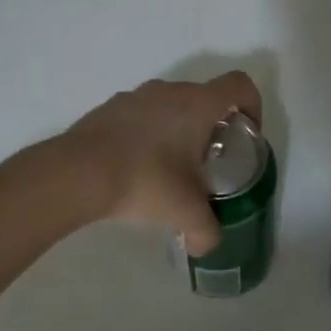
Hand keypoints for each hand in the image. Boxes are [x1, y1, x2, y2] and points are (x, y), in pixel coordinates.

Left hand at [60, 72, 263, 254]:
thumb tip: (205, 245)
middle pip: (204, 96)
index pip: (240, 85)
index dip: (252, 106)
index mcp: (198, 104)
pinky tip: (135, 167)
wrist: (78, 172)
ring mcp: (136, 96)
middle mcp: (169, 91)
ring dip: (177, 129)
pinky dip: (146, 134)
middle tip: (206, 162)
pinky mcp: (108, 108)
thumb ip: (207, 231)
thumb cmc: (145, 181)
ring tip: (168, 168)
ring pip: (170, 104)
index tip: (245, 135)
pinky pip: (139, 115)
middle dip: (211, 126)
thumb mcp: (186, 213)